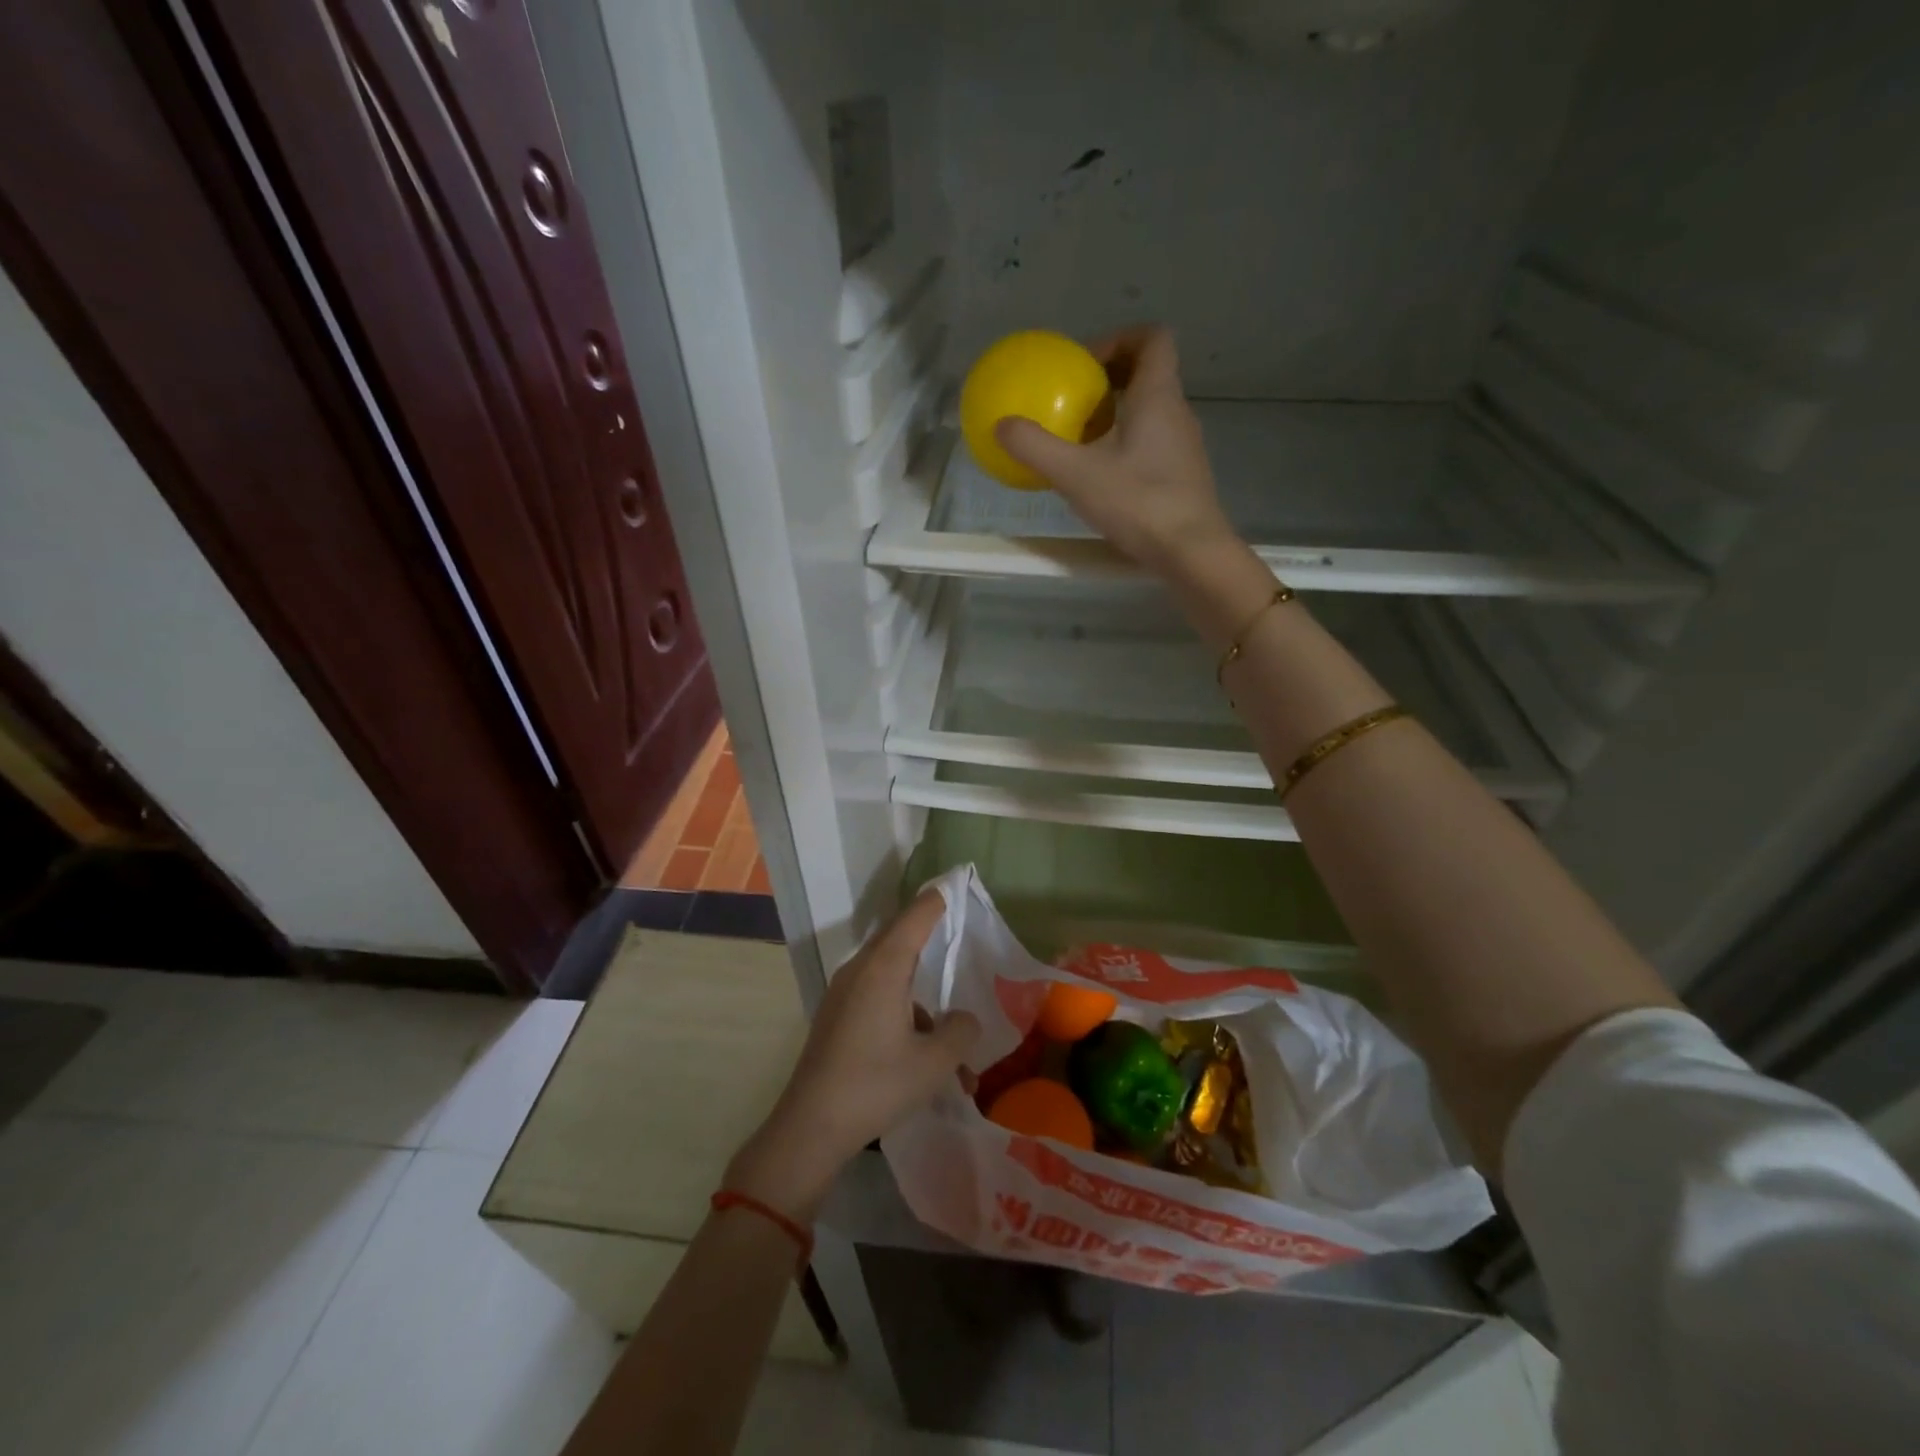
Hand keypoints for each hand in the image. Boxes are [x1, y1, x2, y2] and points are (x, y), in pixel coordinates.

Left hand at [724, 890, 978, 1219]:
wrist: (811, 1126)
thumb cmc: (877, 1084)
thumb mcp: (934, 1062)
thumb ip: (960, 1031)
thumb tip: (963, 1018)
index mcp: (883, 968)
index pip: (915, 918)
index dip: (936, 901)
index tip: (953, 885)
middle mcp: (860, 971)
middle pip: (901, 942)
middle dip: (932, 944)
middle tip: (959, 941)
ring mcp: (844, 994)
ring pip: (892, 981)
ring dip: (923, 1007)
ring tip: (954, 1056)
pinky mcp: (837, 1017)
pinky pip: (877, 1001)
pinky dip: (904, 1021)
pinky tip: (924, 1064)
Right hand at [994, 325, 1238, 574]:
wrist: (1191, 551)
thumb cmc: (1138, 503)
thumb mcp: (1076, 475)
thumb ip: (1036, 447)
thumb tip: (1001, 426)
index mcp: (1158, 395)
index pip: (1152, 338)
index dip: (1119, 338)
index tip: (1085, 363)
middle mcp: (1177, 412)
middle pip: (1149, 373)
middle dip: (1110, 378)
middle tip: (1074, 400)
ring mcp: (1183, 446)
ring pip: (1151, 411)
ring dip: (1118, 414)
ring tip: (1081, 439)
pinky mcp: (1182, 476)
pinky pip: (1152, 443)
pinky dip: (1126, 445)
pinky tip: (1100, 475)